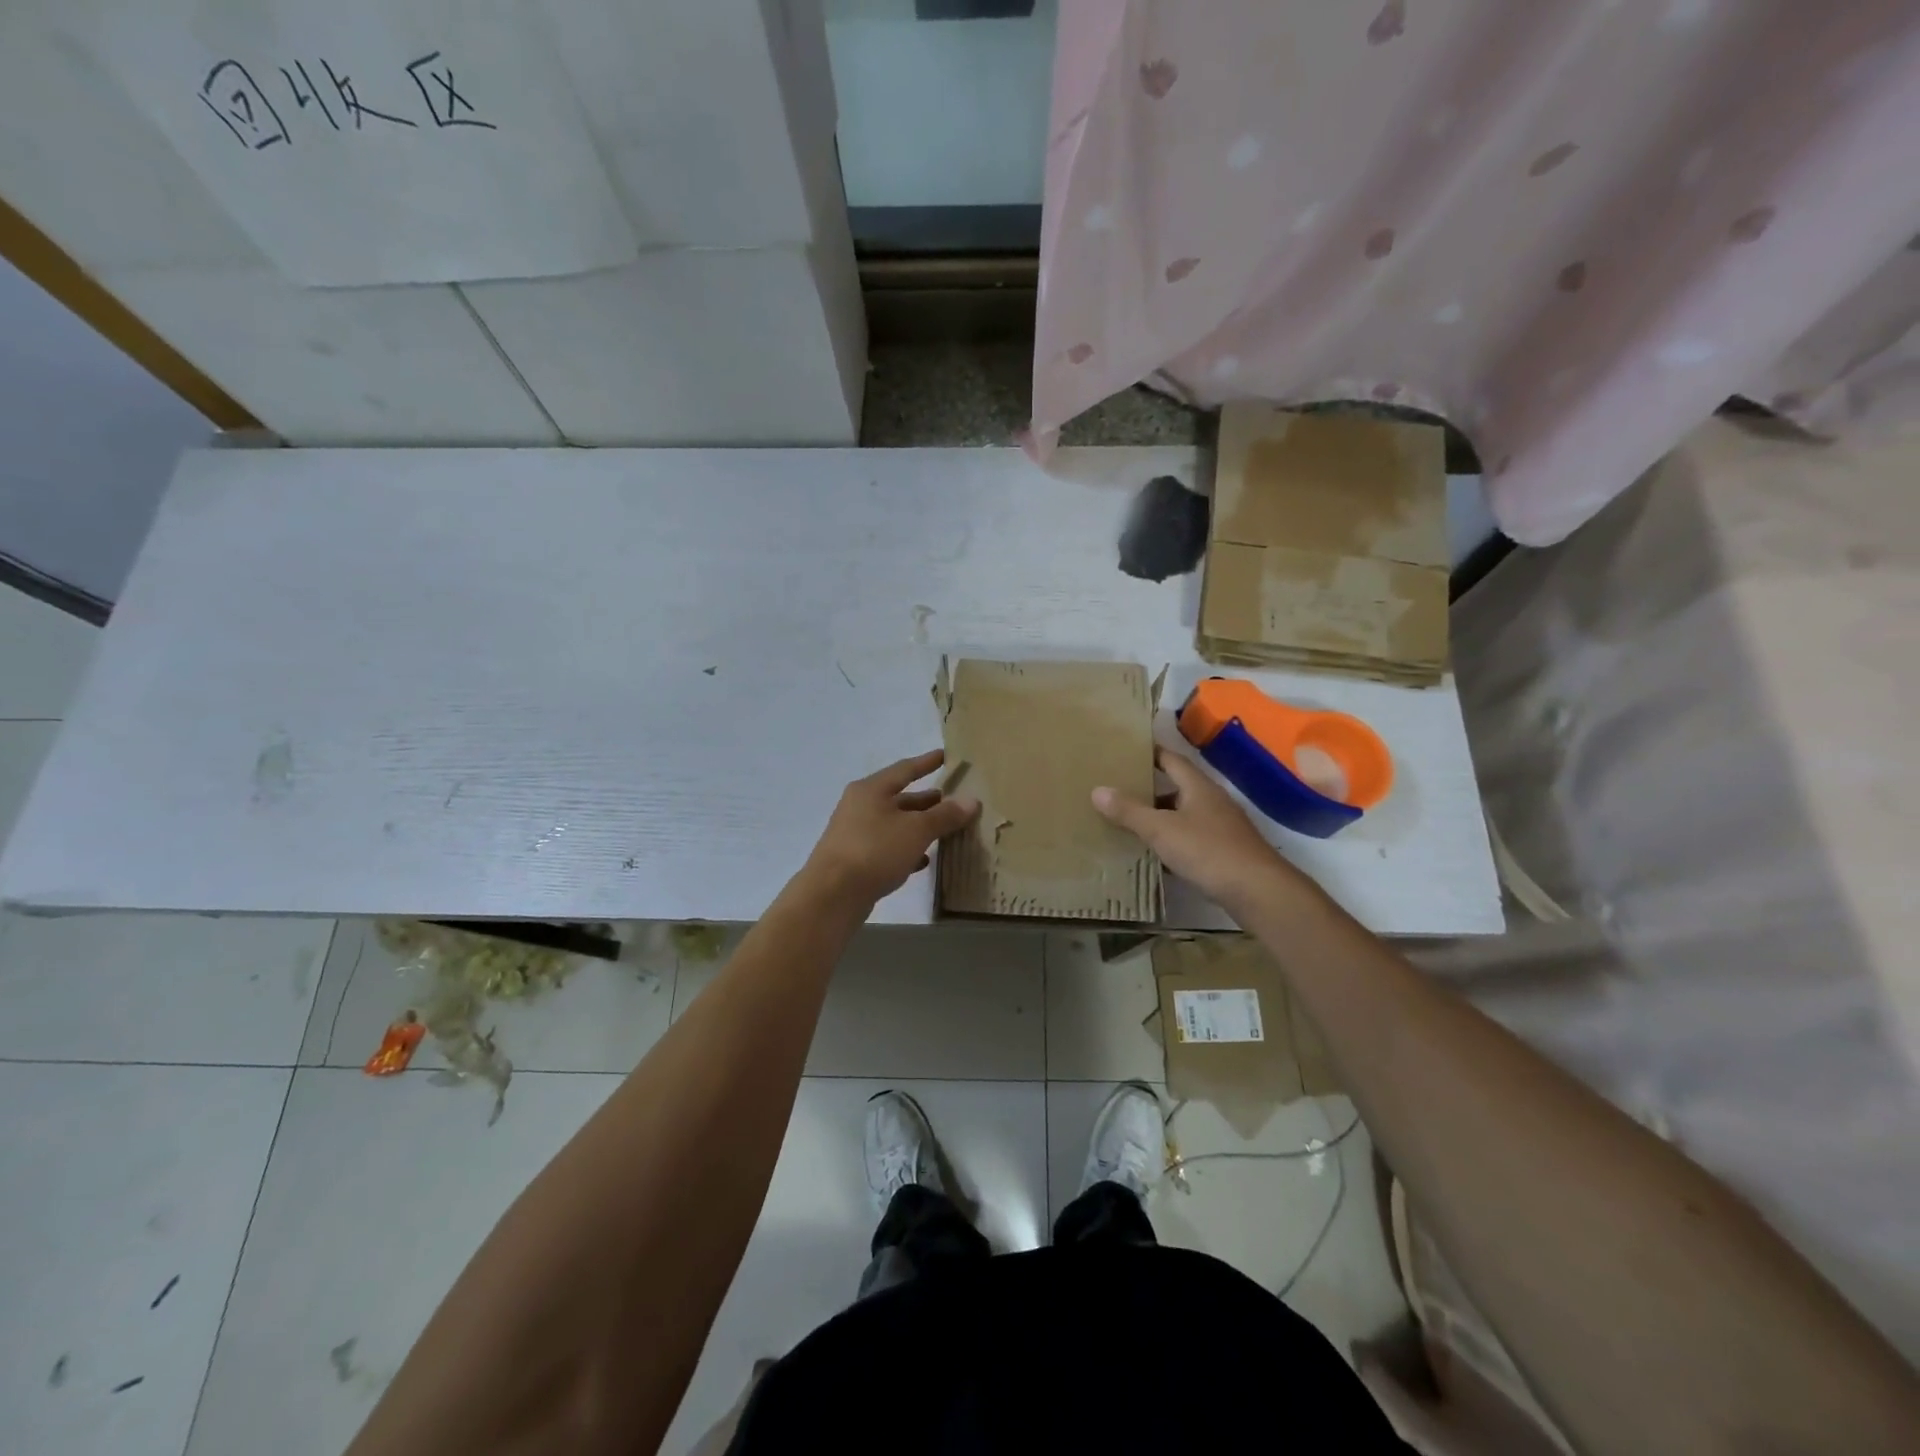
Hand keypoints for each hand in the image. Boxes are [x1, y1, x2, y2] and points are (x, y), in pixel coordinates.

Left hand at [803, 750, 980, 905]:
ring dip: (918, 826)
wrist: (832, 895)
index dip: (927, 762)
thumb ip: (944, 815)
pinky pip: (887, 848)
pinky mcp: (855, 860)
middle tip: (953, 799)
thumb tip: (971, 800)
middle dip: (926, 799)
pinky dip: (907, 850)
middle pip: (899, 798)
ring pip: (894, 824)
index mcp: (871, 789)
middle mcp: (860, 807)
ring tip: (945, 829)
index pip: (905, 769)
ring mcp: (855, 834)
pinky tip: (925, 860)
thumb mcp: (916, 830)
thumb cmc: (874, 850)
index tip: (945, 756)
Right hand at [1092, 746, 1301, 910]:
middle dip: (1149, 789)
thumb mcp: (1161, 830)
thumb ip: (1129, 811)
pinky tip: (1154, 855)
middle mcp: (1212, 802)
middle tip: (1117, 789)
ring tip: (1128, 823)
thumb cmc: (1208, 851)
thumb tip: (1097, 790)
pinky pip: (1191, 840)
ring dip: (1160, 818)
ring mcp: (1222, 828)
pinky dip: (1172, 843)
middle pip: (1177, 788)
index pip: (1172, 759)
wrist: (1258, 891)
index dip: (1150, 753)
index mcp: (1199, 787)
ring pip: (1183, 816)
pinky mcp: (1225, 853)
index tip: (1126, 752)